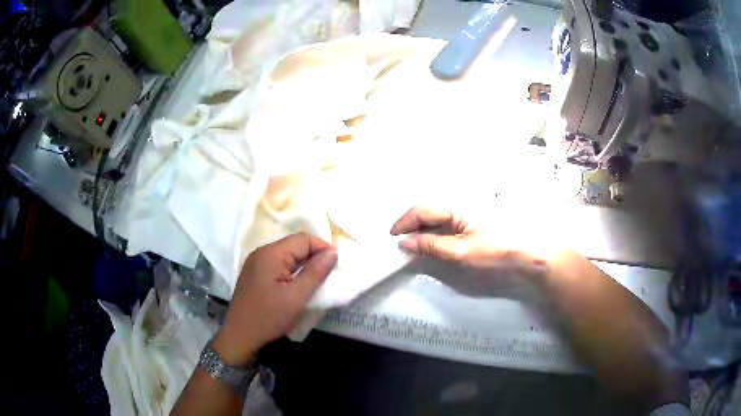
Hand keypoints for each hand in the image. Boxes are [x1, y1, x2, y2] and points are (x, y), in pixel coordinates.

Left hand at [213, 233, 336, 364]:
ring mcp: (256, 262)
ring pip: (287, 255)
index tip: (336, 265)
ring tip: (317, 280)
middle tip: (329, 274)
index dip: (322, 248)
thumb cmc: (269, 317)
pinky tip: (298, 284)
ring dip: (303, 264)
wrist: (240, 336)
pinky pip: (278, 264)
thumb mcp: (297, 297)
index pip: (303, 239)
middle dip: (313, 256)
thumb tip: (333, 252)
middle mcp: (262, 252)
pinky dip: (292, 270)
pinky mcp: (254, 273)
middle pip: (294, 245)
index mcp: (271, 253)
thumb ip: (316, 272)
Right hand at [390, 206, 550, 278]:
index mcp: (456, 207)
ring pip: (436, 220)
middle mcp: (459, 207)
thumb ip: (431, 246)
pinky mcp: (471, 226)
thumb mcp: (461, 252)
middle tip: (400, 246)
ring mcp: (466, 216)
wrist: (528, 255)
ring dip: (422, 232)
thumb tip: (405, 242)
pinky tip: (432, 247)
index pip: (422, 210)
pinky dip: (434, 236)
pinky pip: (446, 227)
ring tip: (412, 248)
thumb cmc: (496, 251)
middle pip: (427, 213)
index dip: (404, 222)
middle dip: (410, 227)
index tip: (392, 238)